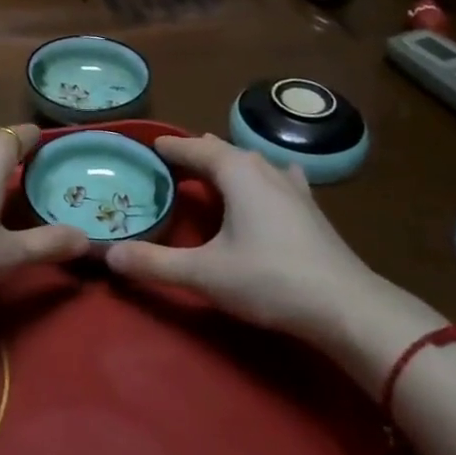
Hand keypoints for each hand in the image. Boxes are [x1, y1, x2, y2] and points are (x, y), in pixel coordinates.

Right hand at [104, 134, 396, 351]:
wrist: (347, 307)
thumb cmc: (269, 279)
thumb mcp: (204, 273)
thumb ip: (154, 262)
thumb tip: (107, 254)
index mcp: (235, 170)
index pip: (191, 148)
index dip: (167, 148)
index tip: (145, 147)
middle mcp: (262, 167)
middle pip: (220, 150)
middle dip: (193, 154)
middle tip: (168, 167)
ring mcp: (292, 185)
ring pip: (249, 162)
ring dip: (226, 165)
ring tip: (208, 175)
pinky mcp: (310, 206)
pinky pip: (276, 177)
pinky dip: (259, 178)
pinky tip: (267, 186)